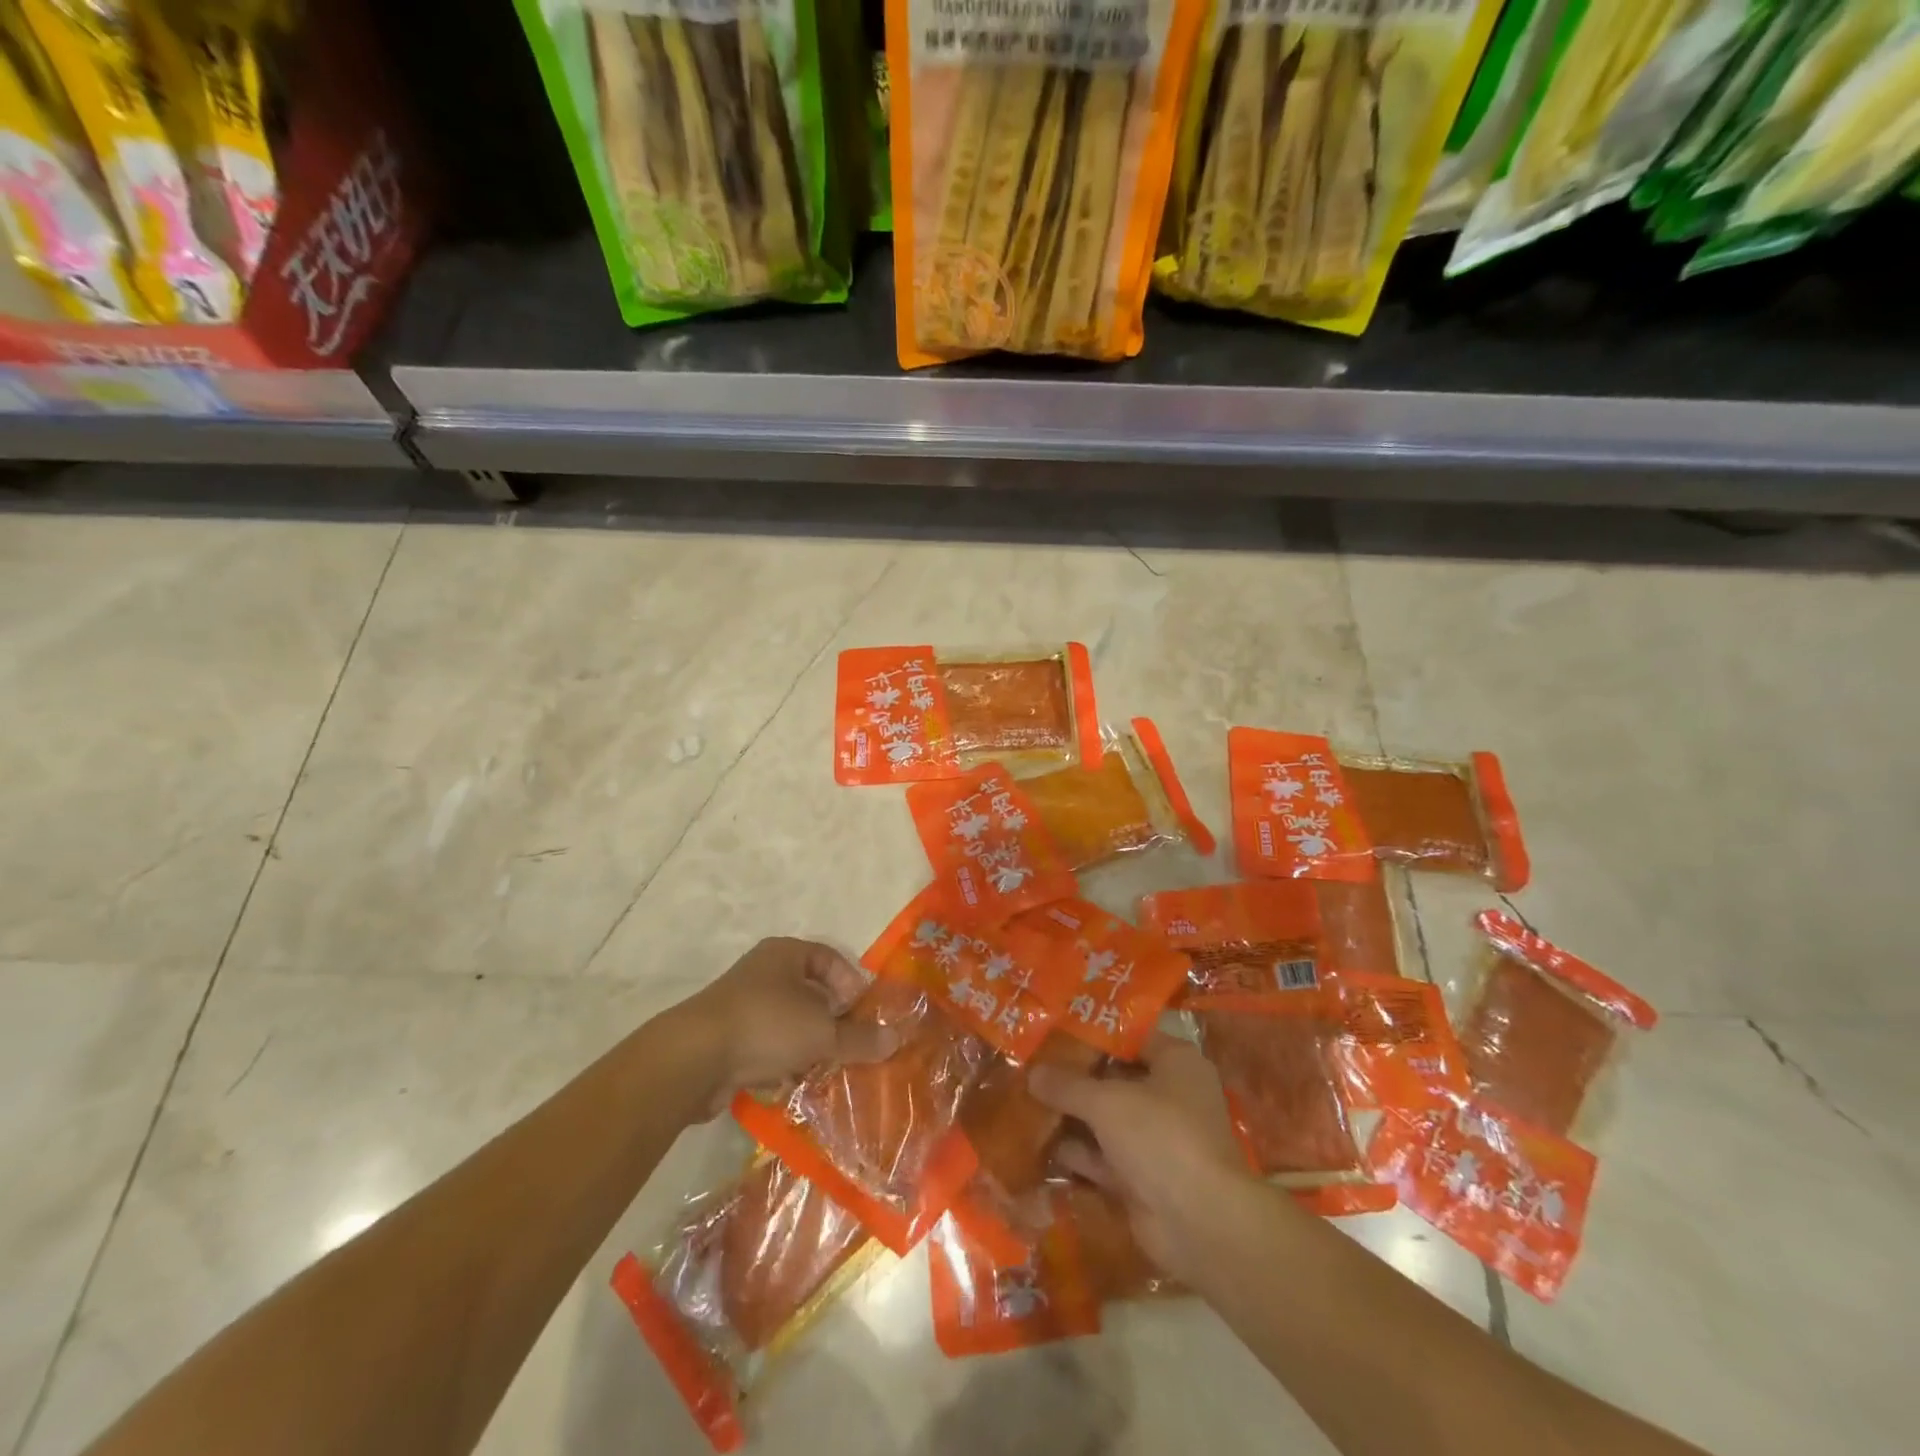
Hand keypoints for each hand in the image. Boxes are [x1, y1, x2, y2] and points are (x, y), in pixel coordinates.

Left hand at [670, 937, 897, 1115]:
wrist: (693, 1058)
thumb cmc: (766, 1025)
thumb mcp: (821, 1032)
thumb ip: (859, 1038)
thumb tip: (896, 1039)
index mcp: (785, 953)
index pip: (829, 958)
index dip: (850, 983)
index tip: (863, 1012)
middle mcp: (763, 972)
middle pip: (809, 991)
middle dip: (831, 1020)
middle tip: (849, 1044)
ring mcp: (741, 1005)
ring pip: (788, 1022)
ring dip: (807, 1045)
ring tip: (825, 1068)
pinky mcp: (726, 1038)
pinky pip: (766, 1045)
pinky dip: (782, 1061)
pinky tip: (792, 1082)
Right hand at [1029, 1030, 1251, 1277]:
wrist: (1200, 1224)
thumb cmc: (1160, 1137)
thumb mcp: (1107, 1101)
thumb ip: (1068, 1085)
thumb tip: (1032, 1072)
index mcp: (1176, 1062)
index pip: (1130, 1037)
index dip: (1092, 1034)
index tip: (1054, 1030)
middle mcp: (1170, 1096)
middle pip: (1115, 1078)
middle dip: (1075, 1077)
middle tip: (1031, 1064)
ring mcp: (1156, 1139)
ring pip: (1106, 1119)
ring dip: (1071, 1115)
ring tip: (1024, 1100)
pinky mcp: (1142, 1177)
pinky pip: (1103, 1156)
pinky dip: (1076, 1152)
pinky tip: (1037, 1143)